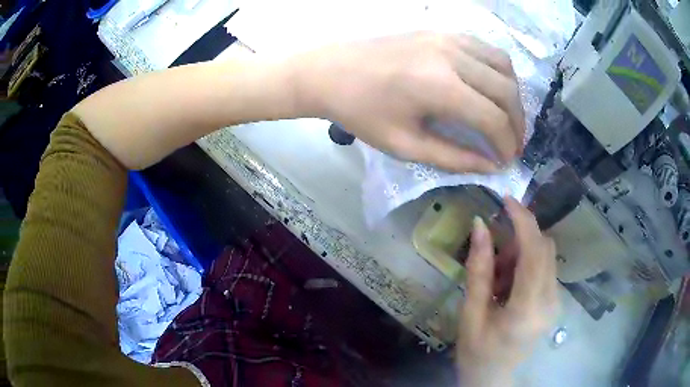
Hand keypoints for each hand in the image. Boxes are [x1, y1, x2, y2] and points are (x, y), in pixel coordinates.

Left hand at [293, 32, 524, 172]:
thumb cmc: (360, 111)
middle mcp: (452, 56)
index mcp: (440, 86)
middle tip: (512, 145)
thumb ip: (454, 157)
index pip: (494, 119)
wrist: (329, 71)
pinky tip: (491, 88)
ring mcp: (448, 38)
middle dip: (517, 124)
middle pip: (506, 90)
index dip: (506, 145)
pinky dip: (498, 71)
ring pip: (503, 65)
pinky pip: (485, 49)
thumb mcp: (405, 145)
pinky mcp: (442, 31)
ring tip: (506, 119)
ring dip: (512, 95)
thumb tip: (491, 166)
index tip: (507, 162)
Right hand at [456, 197, 557, 385]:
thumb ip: (478, 269)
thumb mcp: (470, 312)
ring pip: (546, 255)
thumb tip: (480, 226)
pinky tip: (509, 284)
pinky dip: (527, 264)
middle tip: (494, 251)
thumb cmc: (476, 351)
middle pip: (544, 248)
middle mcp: (550, 301)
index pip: (534, 252)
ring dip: (522, 252)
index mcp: (527, 308)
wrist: (493, 377)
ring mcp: (556, 302)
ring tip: (498, 277)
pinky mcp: (554, 301)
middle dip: (519, 237)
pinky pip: (545, 268)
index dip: (522, 220)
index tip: (506, 199)